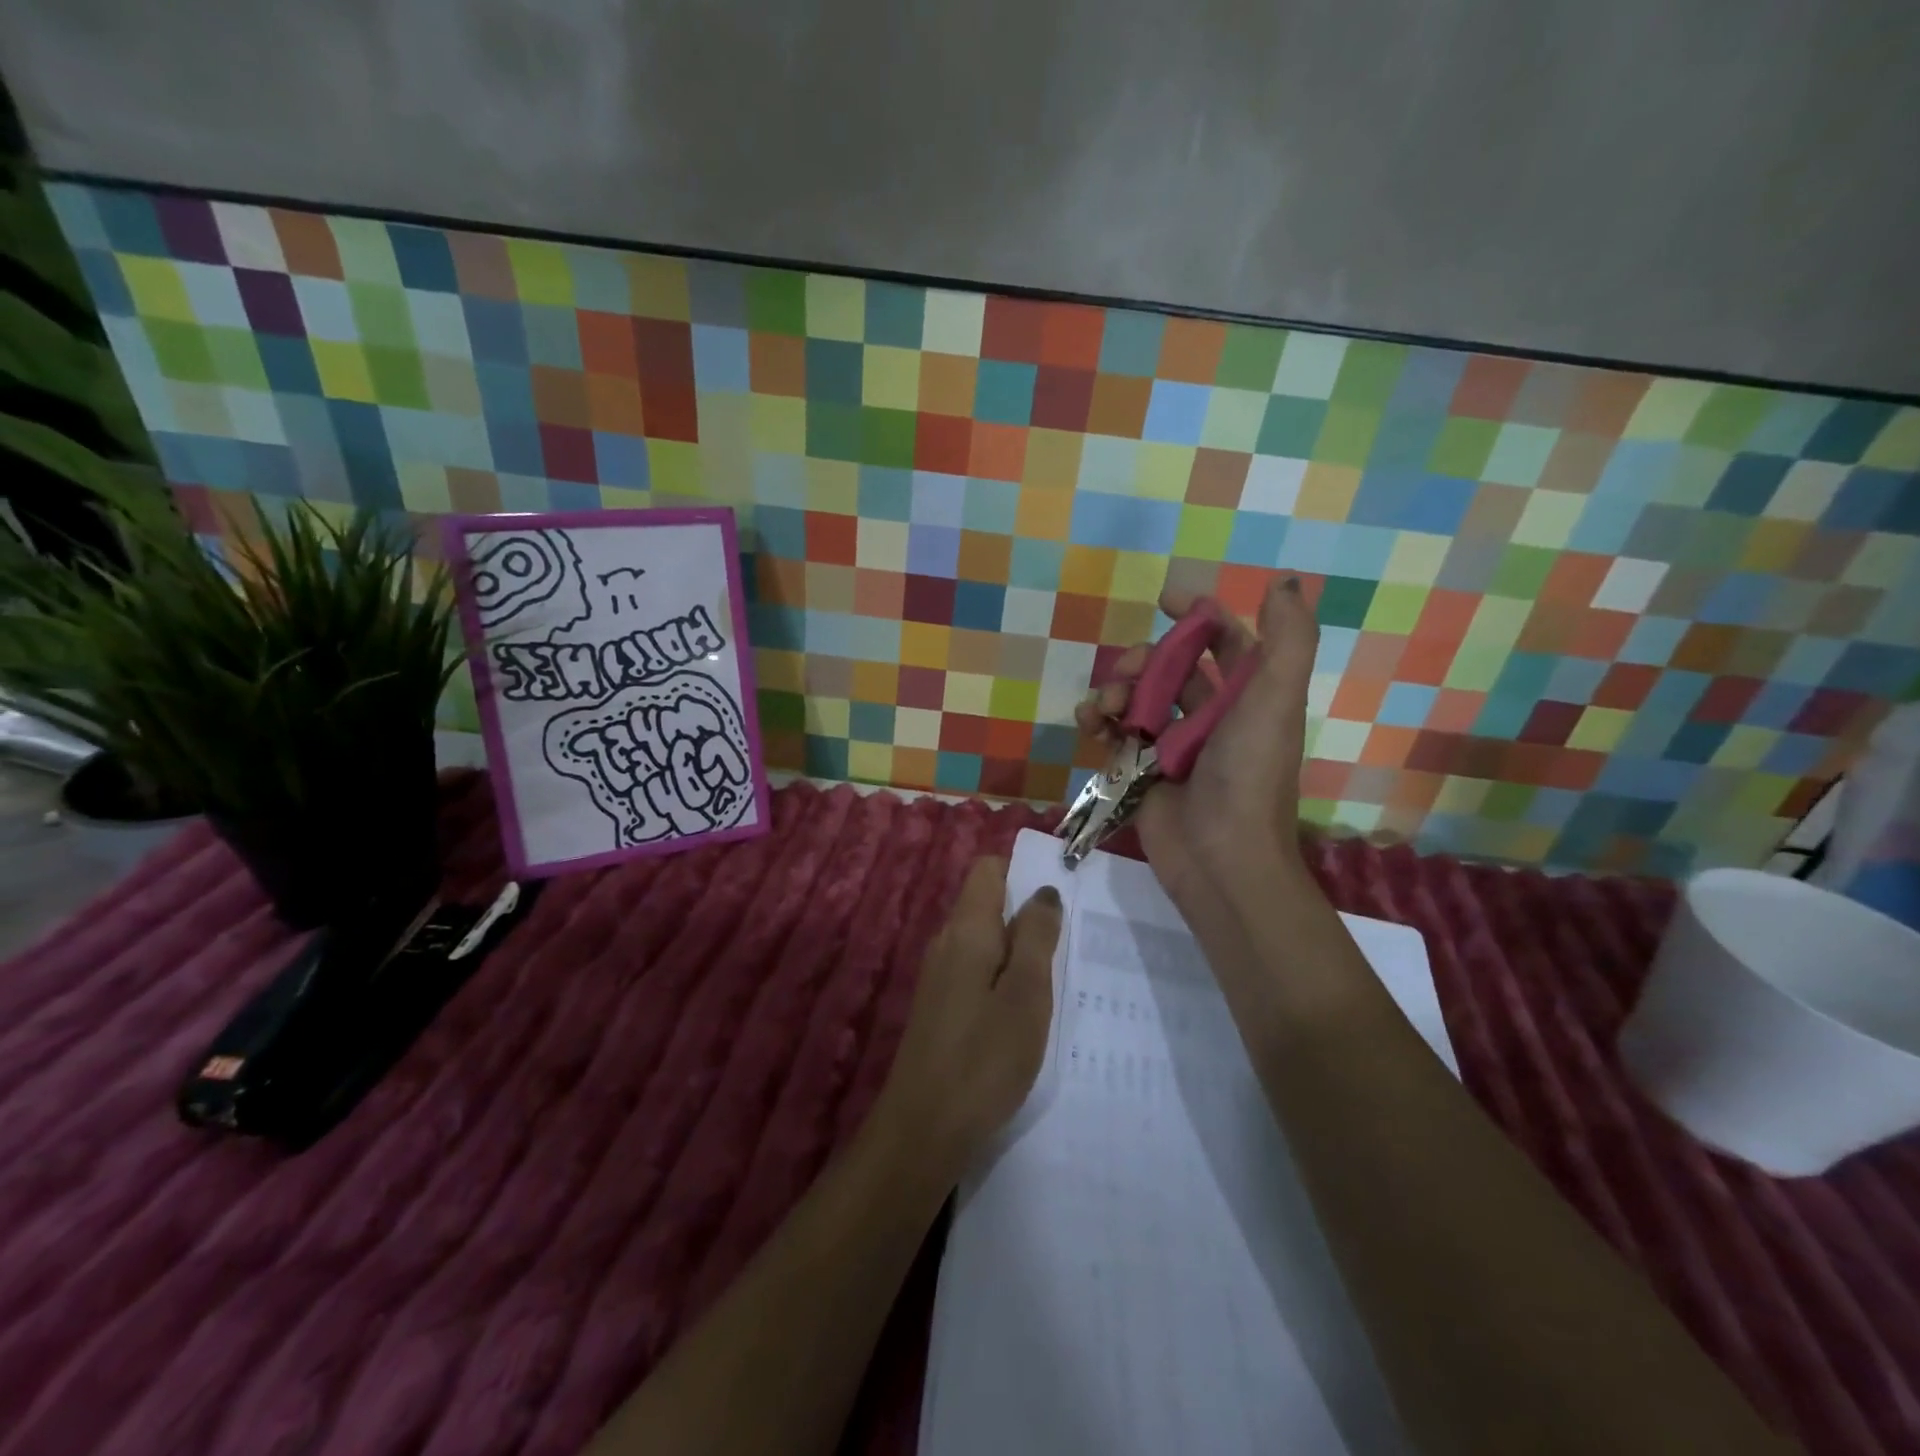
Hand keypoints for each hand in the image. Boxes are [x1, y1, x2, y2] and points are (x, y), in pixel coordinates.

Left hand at [876, 858, 1060, 1177]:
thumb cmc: (984, 1057)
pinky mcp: (940, 1007)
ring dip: (1019, 951)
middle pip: (988, 904)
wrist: (923, 1129)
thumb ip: (1036, 936)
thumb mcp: (1026, 994)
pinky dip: (1003, 979)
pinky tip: (1026, 1013)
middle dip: (1028, 915)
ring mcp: (939, 976)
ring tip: (1057, 979)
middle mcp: (947, 943)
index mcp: (966, 929)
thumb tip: (1043, 890)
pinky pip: (977, 972)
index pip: (988, 869)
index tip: (1061, 896)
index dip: (1023, 872)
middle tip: (1070, 943)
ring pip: (985, 941)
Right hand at [1073, 578, 1318, 924]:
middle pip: (1171, 668)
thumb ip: (1287, 639)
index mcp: (1248, 698)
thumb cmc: (1248, 774)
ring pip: (1138, 698)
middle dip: (1144, 658)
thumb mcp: (1275, 699)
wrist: (1219, 857)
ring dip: (1115, 690)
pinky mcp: (1142, 772)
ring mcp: (1174, 746)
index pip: (1225, 643)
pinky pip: (1116, 733)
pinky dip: (1099, 721)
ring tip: (1103, 706)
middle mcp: (1212, 717)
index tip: (1166, 599)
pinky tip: (1089, 723)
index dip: (1200, 617)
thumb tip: (1285, 581)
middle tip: (1127, 670)